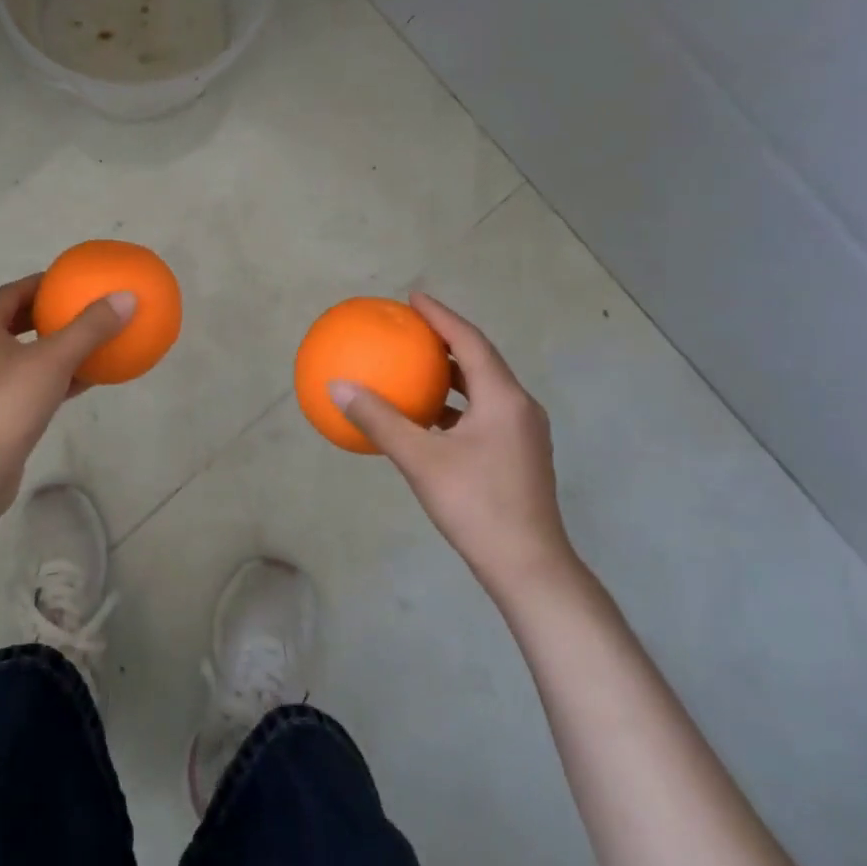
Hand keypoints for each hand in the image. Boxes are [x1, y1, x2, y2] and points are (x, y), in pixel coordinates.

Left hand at [0, 275, 135, 526]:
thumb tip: (126, 297)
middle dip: (46, 314)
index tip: (69, 281)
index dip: (39, 283)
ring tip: (86, 340)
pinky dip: (54, 377)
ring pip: (22, 355)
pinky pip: (29, 383)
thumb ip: (90, 328)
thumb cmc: (10, 402)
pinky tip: (85, 380)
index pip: (11, 293)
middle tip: (78, 308)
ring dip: (52, 346)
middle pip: (14, 322)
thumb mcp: (55, 359)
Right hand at [331, 292, 574, 603]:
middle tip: (412, 329)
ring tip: (417, 367)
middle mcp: (519, 407)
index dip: (441, 316)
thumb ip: (379, 420)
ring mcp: (523, 434)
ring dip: (451, 375)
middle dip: (447, 341)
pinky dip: (455, 405)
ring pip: (483, 389)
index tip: (414, 298)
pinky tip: (428, 419)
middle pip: (480, 361)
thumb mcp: (420, 459)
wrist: (528, 567)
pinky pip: (483, 413)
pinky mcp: (518, 456)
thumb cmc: (476, 505)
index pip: (470, 341)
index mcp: (503, 398)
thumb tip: (338, 387)